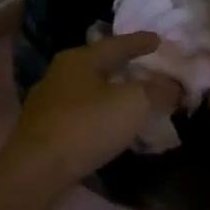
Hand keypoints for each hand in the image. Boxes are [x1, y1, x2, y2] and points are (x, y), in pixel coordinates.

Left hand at [6, 33, 181, 188]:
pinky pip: (81, 111)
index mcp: (80, 59)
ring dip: (110, 90)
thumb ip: (156, 91)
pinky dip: (99, 111)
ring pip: (88, 88)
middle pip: (99, 64)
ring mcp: (49, 101)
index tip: (159, 39)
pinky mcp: (44, 128)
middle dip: (123, 65)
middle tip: (145, 66)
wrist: (36, 170)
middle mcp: (60, 73)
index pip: (117, 44)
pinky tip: (109, 121)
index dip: (141, 42)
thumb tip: (173, 85)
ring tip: (131, 95)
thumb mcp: (132, 104)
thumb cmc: (86, 126)